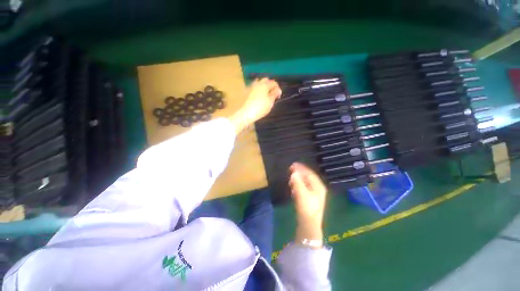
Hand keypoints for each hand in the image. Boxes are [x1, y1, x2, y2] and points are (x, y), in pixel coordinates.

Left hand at [229, 78, 281, 132]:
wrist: (246, 113)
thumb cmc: (260, 108)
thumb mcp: (270, 102)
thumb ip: (274, 95)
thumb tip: (278, 90)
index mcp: (264, 85)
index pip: (273, 83)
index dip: (277, 88)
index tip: (279, 96)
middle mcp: (257, 84)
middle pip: (265, 81)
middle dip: (270, 85)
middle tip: (272, 94)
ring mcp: (251, 87)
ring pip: (259, 83)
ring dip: (263, 87)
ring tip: (265, 95)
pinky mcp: (246, 92)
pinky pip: (254, 88)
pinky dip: (258, 91)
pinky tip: (258, 97)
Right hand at [289, 162, 327, 246]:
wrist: (309, 225)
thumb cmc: (306, 208)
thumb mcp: (301, 193)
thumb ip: (297, 182)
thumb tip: (294, 173)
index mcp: (318, 186)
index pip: (309, 173)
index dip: (301, 168)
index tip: (293, 164)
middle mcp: (318, 189)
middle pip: (308, 177)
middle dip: (300, 173)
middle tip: (291, 169)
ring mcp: (315, 194)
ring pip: (306, 182)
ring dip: (299, 178)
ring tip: (291, 176)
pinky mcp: (311, 199)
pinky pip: (305, 188)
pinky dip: (299, 185)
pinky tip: (294, 186)